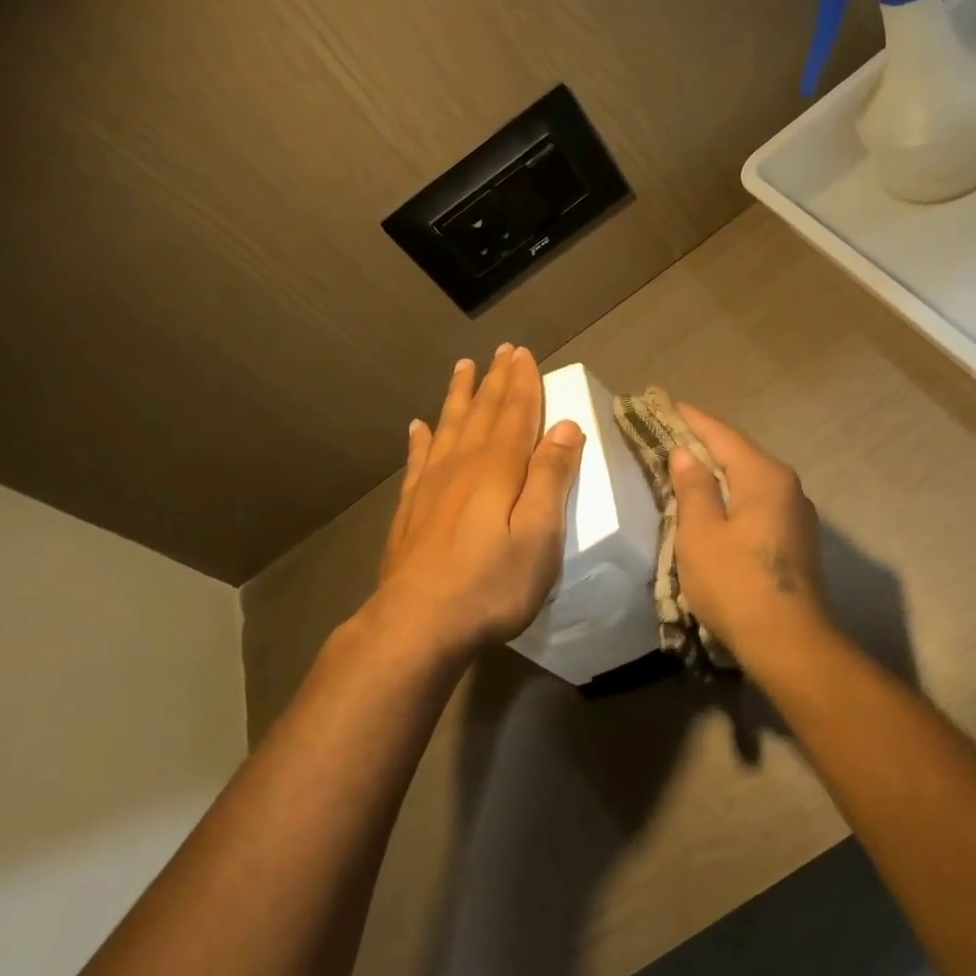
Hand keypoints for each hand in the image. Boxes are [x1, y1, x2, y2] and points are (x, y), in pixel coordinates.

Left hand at [370, 345, 585, 660]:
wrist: (417, 624)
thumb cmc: (491, 584)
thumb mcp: (539, 535)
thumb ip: (551, 478)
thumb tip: (565, 426)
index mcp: (498, 468)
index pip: (515, 413)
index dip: (522, 383)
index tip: (523, 353)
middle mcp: (462, 466)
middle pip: (482, 413)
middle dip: (494, 381)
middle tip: (500, 350)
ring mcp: (431, 487)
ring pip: (448, 428)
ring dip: (459, 397)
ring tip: (462, 369)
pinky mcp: (410, 511)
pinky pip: (417, 461)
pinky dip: (420, 440)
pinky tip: (417, 427)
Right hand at [668, 403, 832, 666]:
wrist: (789, 643)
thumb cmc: (735, 583)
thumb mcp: (700, 533)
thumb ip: (693, 488)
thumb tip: (686, 454)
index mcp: (764, 476)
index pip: (722, 434)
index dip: (691, 419)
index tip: (665, 404)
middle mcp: (787, 486)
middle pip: (739, 455)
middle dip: (704, 445)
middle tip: (667, 437)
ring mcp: (797, 514)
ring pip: (749, 481)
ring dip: (718, 474)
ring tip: (685, 471)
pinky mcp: (796, 540)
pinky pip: (758, 505)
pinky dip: (732, 498)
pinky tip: (714, 509)